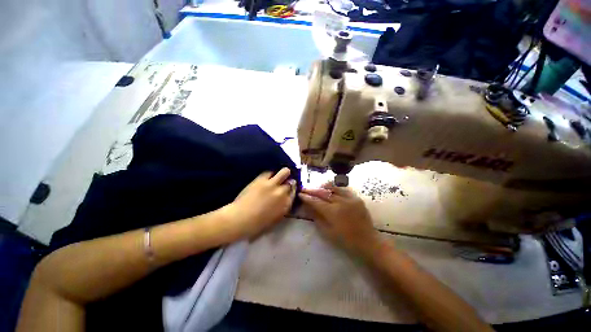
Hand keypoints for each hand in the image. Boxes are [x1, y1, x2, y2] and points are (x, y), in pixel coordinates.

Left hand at [224, 168, 296, 239]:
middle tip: (283, 182)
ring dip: (284, 173)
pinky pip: (270, 172)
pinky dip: (270, 174)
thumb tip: (284, 199)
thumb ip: (283, 208)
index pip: (294, 192)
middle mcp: (282, 192)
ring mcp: (272, 184)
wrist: (240, 219)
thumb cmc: (257, 225)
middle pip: (290, 182)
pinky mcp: (262, 179)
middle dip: (288, 182)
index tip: (288, 189)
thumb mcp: (275, 219)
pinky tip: (267, 177)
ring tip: (279, 175)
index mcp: (286, 204)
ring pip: (284, 171)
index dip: (291, 190)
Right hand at [299, 183, 380, 256]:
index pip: (316, 201)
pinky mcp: (356, 198)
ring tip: (316, 187)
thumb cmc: (345, 240)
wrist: (367, 241)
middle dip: (312, 190)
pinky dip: (335, 188)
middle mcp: (341, 202)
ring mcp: (350, 198)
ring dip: (323, 187)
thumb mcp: (327, 232)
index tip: (300, 194)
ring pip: (333, 188)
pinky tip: (330, 189)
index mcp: (333, 212)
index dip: (307, 197)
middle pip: (323, 193)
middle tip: (305, 188)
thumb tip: (308, 206)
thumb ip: (317, 217)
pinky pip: (343, 189)